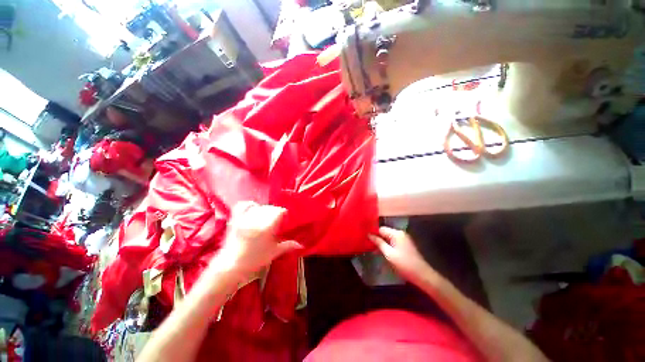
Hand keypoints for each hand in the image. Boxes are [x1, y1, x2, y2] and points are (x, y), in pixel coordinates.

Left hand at [216, 201, 302, 275]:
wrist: (231, 266)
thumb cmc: (255, 260)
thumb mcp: (273, 253)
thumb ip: (287, 246)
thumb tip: (300, 244)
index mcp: (267, 228)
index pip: (279, 211)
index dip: (283, 213)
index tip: (285, 217)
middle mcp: (256, 220)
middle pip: (270, 208)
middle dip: (275, 212)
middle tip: (276, 219)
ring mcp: (245, 219)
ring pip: (259, 207)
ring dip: (265, 209)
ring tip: (266, 215)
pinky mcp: (236, 219)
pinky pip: (243, 206)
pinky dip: (249, 205)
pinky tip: (254, 208)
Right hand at [369, 227, 434, 284]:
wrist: (423, 275)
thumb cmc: (404, 264)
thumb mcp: (389, 254)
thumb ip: (378, 242)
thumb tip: (369, 234)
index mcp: (396, 233)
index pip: (381, 229)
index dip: (373, 233)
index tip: (365, 238)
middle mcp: (400, 233)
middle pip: (385, 232)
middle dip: (377, 237)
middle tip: (368, 244)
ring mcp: (404, 239)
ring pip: (389, 237)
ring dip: (382, 242)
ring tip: (373, 248)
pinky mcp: (406, 245)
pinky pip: (393, 241)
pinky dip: (388, 244)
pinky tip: (383, 251)